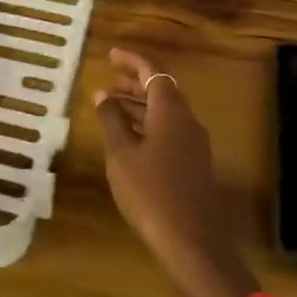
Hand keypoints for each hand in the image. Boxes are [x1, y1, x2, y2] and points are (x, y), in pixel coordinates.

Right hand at [94, 49, 258, 296]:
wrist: (193, 242)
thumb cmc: (151, 193)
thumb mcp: (122, 155)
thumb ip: (112, 120)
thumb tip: (102, 95)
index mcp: (171, 109)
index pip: (152, 71)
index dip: (131, 60)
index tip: (110, 54)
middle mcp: (187, 119)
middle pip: (161, 89)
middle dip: (133, 83)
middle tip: (106, 83)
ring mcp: (194, 143)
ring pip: (165, 112)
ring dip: (139, 106)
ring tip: (110, 110)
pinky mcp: (194, 164)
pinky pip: (169, 130)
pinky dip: (148, 125)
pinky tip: (129, 140)